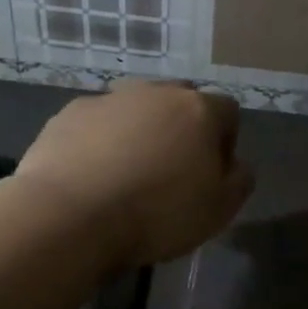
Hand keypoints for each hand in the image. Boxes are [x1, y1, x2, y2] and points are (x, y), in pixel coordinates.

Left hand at [16, 80, 252, 268]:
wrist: (68, 216)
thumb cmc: (157, 213)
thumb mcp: (220, 210)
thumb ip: (239, 180)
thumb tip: (236, 165)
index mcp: (199, 110)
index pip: (228, 111)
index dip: (225, 141)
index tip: (212, 174)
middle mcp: (157, 92)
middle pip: (181, 102)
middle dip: (182, 129)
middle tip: (172, 170)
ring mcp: (110, 99)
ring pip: (137, 109)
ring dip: (140, 131)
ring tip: (128, 173)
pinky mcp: (70, 113)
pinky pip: (98, 122)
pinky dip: (101, 140)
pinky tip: (92, 175)